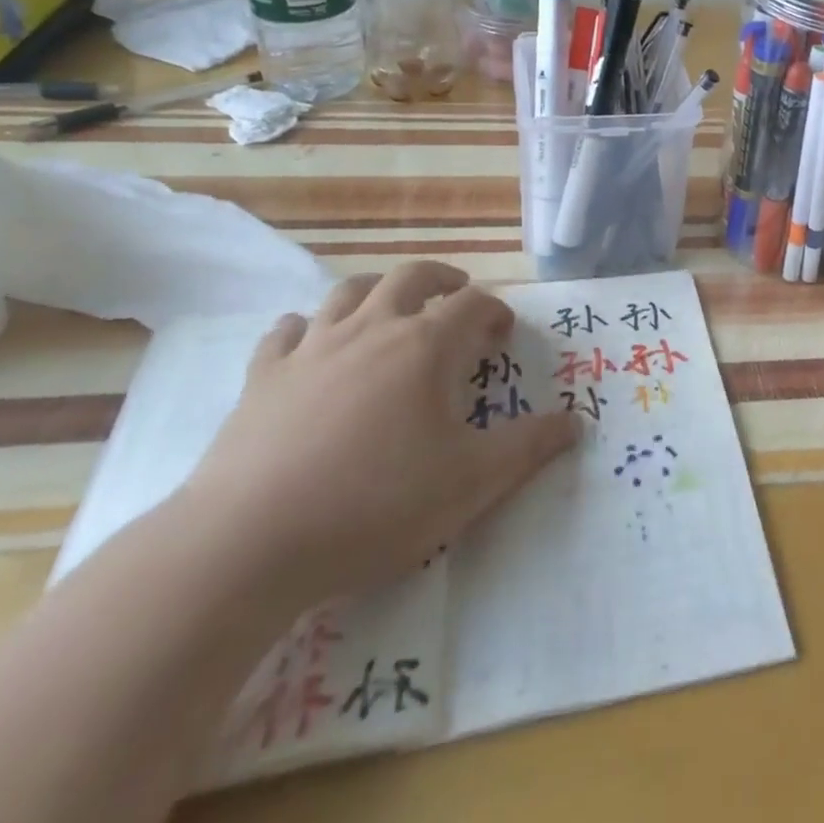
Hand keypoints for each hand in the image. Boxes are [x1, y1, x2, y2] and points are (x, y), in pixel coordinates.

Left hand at [182, 262, 575, 607]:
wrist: (247, 544)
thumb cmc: (374, 505)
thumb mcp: (471, 483)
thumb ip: (528, 447)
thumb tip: (575, 421)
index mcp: (425, 347)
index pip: (472, 303)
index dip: (494, 310)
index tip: (503, 333)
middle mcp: (371, 329)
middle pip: (411, 277)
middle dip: (441, 279)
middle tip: (455, 297)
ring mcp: (312, 349)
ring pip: (348, 293)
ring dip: (377, 291)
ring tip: (390, 310)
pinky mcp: (262, 378)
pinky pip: (286, 332)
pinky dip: (307, 328)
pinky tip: (312, 345)